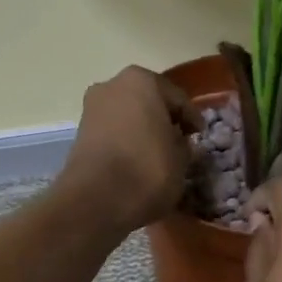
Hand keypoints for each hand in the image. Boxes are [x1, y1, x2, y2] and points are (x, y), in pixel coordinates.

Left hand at [60, 67, 196, 236]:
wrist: (95, 201)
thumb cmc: (147, 170)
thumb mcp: (181, 159)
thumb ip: (183, 144)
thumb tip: (177, 142)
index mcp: (142, 81)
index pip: (177, 98)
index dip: (192, 119)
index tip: (200, 135)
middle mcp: (112, 85)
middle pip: (148, 102)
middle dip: (163, 120)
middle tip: (180, 142)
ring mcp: (92, 108)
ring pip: (128, 117)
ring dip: (143, 131)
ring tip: (159, 155)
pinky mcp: (80, 134)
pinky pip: (113, 133)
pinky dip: (126, 143)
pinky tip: (137, 162)